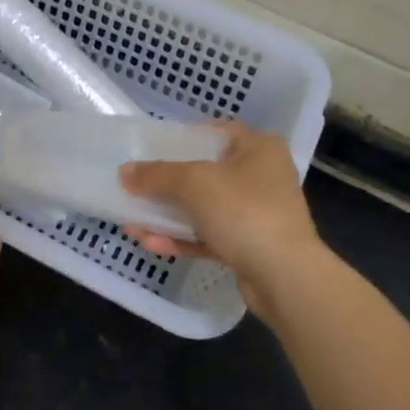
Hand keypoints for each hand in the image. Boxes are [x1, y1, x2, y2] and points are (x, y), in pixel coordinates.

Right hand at [120, 123, 325, 325]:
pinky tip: (150, 243)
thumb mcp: (194, 183)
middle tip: (136, 186)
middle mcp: (262, 176)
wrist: (285, 277)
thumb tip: (125, 173)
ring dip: (168, 215)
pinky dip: (181, 238)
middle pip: (205, 172)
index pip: (215, 132)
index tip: (152, 148)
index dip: (182, 138)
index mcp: (258, 148)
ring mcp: (257, 214)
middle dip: (166, 183)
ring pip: (204, 208)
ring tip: (132, 220)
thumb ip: (156, 175)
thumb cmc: (244, 211)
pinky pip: (209, 235)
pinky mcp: (249, 246)